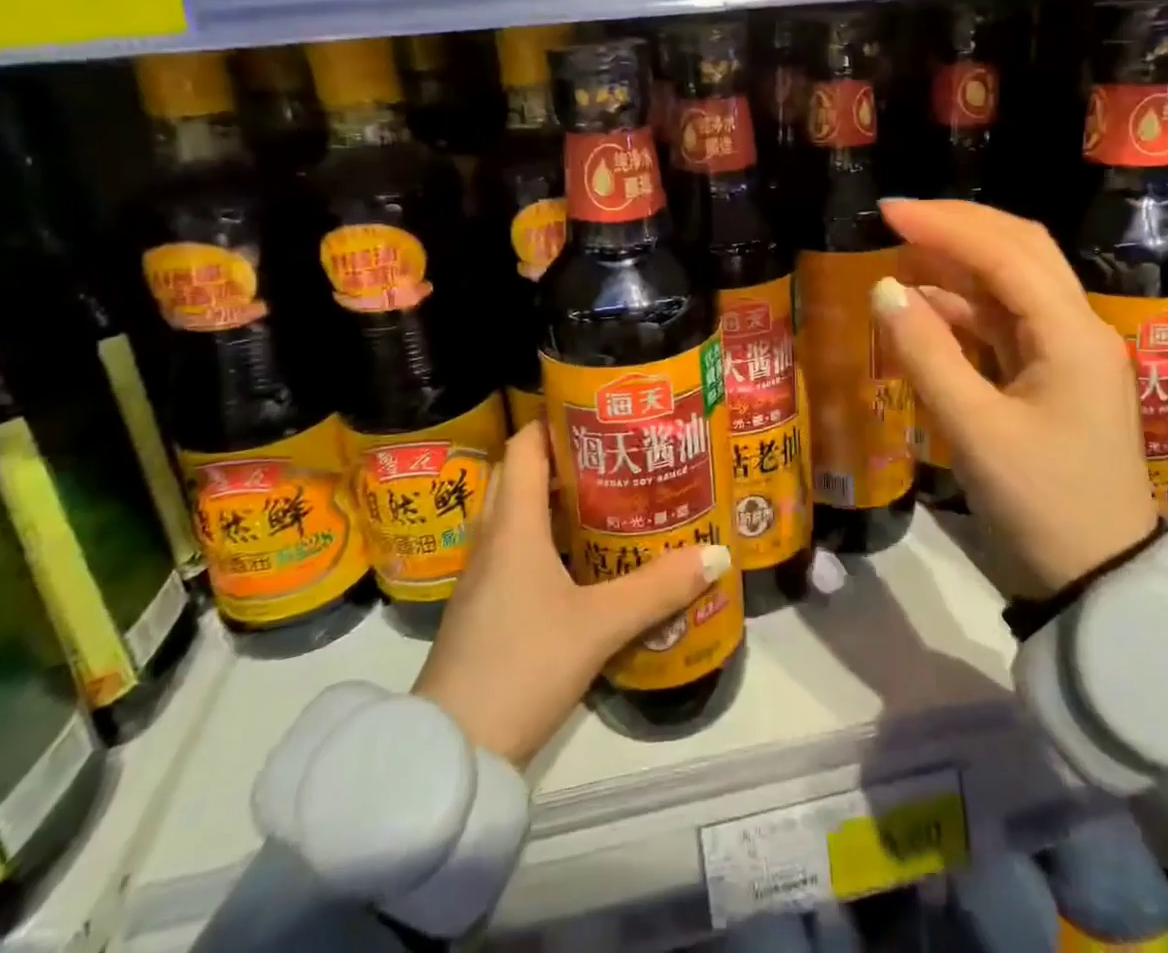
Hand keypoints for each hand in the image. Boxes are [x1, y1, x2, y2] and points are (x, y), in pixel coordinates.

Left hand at [413, 422, 732, 768]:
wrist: (451, 753)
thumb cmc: (522, 666)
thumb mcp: (598, 626)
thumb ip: (657, 589)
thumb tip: (716, 554)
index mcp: (513, 526)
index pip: (524, 448)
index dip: (555, 421)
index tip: (597, 413)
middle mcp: (492, 539)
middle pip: (519, 475)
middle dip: (560, 456)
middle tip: (612, 453)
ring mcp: (482, 576)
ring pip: (515, 514)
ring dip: (553, 499)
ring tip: (606, 496)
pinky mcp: (483, 608)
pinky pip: (514, 550)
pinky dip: (544, 538)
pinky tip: (581, 558)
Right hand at [871, 198, 1158, 593]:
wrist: (1102, 579)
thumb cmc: (1041, 506)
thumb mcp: (974, 431)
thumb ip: (926, 354)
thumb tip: (883, 289)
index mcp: (1071, 335)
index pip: (1006, 254)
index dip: (945, 225)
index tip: (888, 212)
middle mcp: (1079, 328)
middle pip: (1021, 251)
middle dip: (959, 226)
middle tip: (898, 218)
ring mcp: (1070, 352)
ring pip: (1015, 283)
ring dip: (962, 262)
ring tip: (905, 252)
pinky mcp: (1055, 375)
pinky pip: (1008, 322)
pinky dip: (966, 306)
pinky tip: (927, 306)